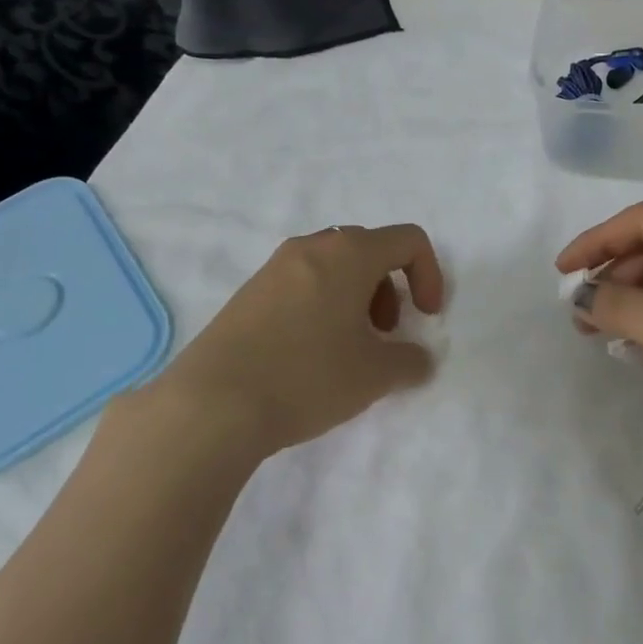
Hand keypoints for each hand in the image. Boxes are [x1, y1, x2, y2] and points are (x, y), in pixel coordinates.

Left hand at [155, 224, 445, 457]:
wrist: (212, 403)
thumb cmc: (307, 376)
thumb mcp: (374, 375)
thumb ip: (410, 361)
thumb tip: (418, 360)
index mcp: (349, 253)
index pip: (408, 240)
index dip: (430, 275)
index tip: (426, 318)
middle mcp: (311, 247)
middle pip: (369, 249)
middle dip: (391, 288)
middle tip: (386, 334)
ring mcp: (274, 267)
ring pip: (333, 266)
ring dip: (357, 297)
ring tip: (349, 347)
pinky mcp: (249, 293)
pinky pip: (302, 283)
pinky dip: (323, 305)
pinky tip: (311, 354)